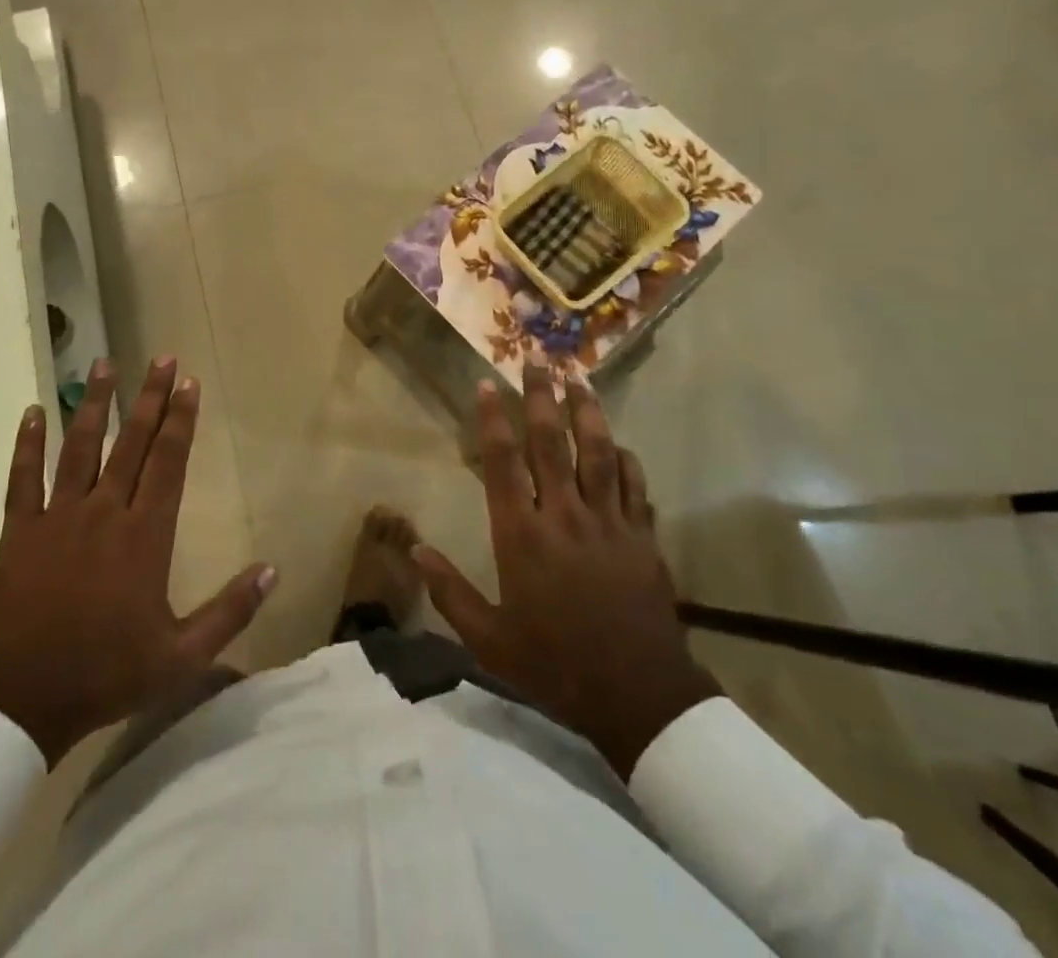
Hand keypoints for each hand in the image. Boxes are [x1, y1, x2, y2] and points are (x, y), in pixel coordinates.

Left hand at [0, 358, 276, 765]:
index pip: (169, 462)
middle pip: (131, 444)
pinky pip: (23, 479)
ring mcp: (59, 518)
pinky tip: (33, 412)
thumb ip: (230, 611)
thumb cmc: (108, 674)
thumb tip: (273, 570)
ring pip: (79, 449)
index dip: (180, 420)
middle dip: (149, 398)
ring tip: (103, 365)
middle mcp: (105, 513)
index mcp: (145, 535)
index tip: (188, 383)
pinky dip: (27, 445)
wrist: (24, 700)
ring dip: (93, 405)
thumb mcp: (183, 655)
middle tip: (160, 358)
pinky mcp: (21, 532)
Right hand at [413, 365, 721, 776]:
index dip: (494, 420)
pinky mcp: (642, 537)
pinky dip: (627, 459)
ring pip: (598, 452)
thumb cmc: (555, 666)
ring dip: (587, 411)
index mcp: (522, 537)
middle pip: (552, 443)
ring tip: (580, 377)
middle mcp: (564, 516)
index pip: (504, 464)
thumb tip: (415, 549)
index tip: (488, 384)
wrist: (639, 697)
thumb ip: (449, 592)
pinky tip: (620, 443)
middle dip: (542, 397)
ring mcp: (609, 523)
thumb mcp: (489, 640)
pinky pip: (636, 485)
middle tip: (537, 359)